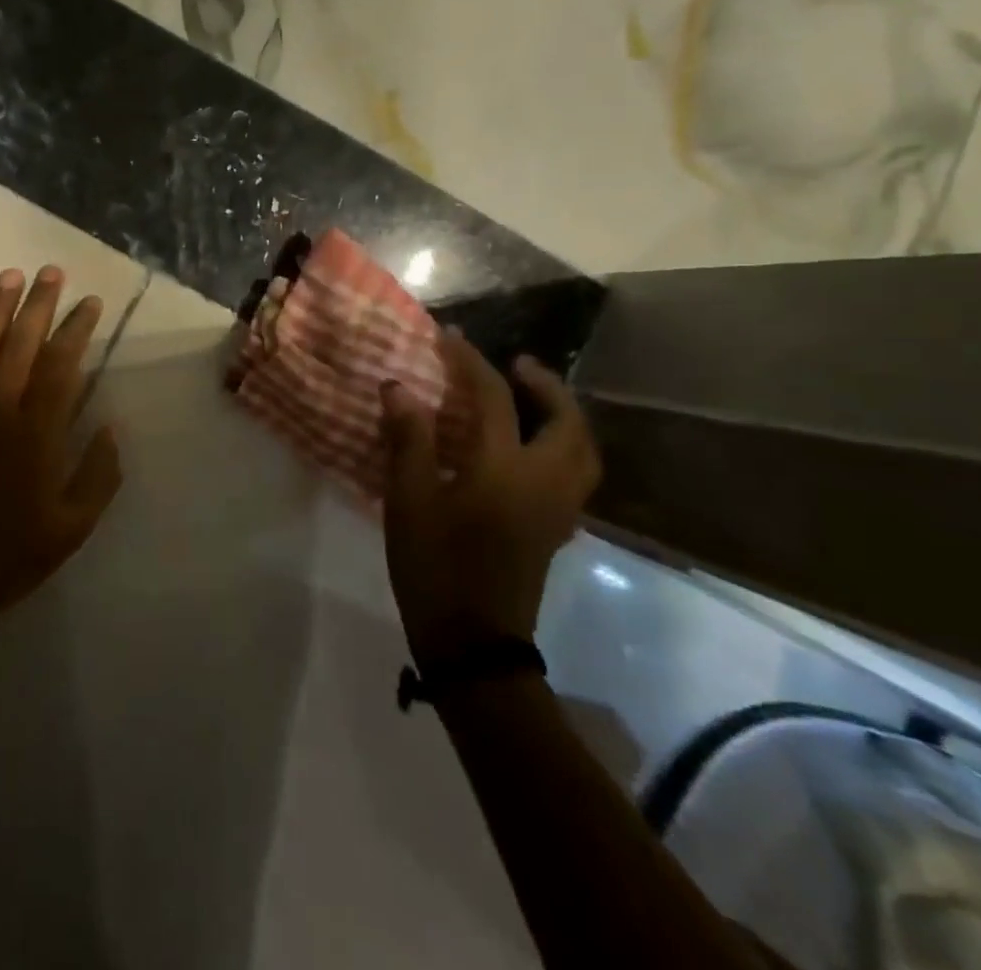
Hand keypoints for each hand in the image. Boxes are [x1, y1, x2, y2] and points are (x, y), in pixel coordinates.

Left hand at [0, 266, 122, 639]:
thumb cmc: (7, 556)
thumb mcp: (71, 529)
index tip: (89, 302)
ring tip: (10, 276)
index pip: (62, 365)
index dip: (77, 329)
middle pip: (21, 344)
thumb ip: (98, 475)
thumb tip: (112, 426)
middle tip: (51, 271)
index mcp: (37, 434)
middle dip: (39, 304)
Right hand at [381, 332, 599, 658]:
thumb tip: (398, 387)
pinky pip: (576, 474)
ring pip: (583, 450)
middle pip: (567, 422)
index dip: (471, 362)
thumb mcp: (409, 500)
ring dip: (563, 415)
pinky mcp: (555, 530)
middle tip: (517, 366)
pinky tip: (531, 448)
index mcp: (505, 470)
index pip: (496, 399)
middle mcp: (544, 482)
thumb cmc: (435, 567)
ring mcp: (557, 509)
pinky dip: (563, 446)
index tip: (449, 337)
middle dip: (545, 386)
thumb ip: (408, 439)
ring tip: (532, 401)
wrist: (474, 644)